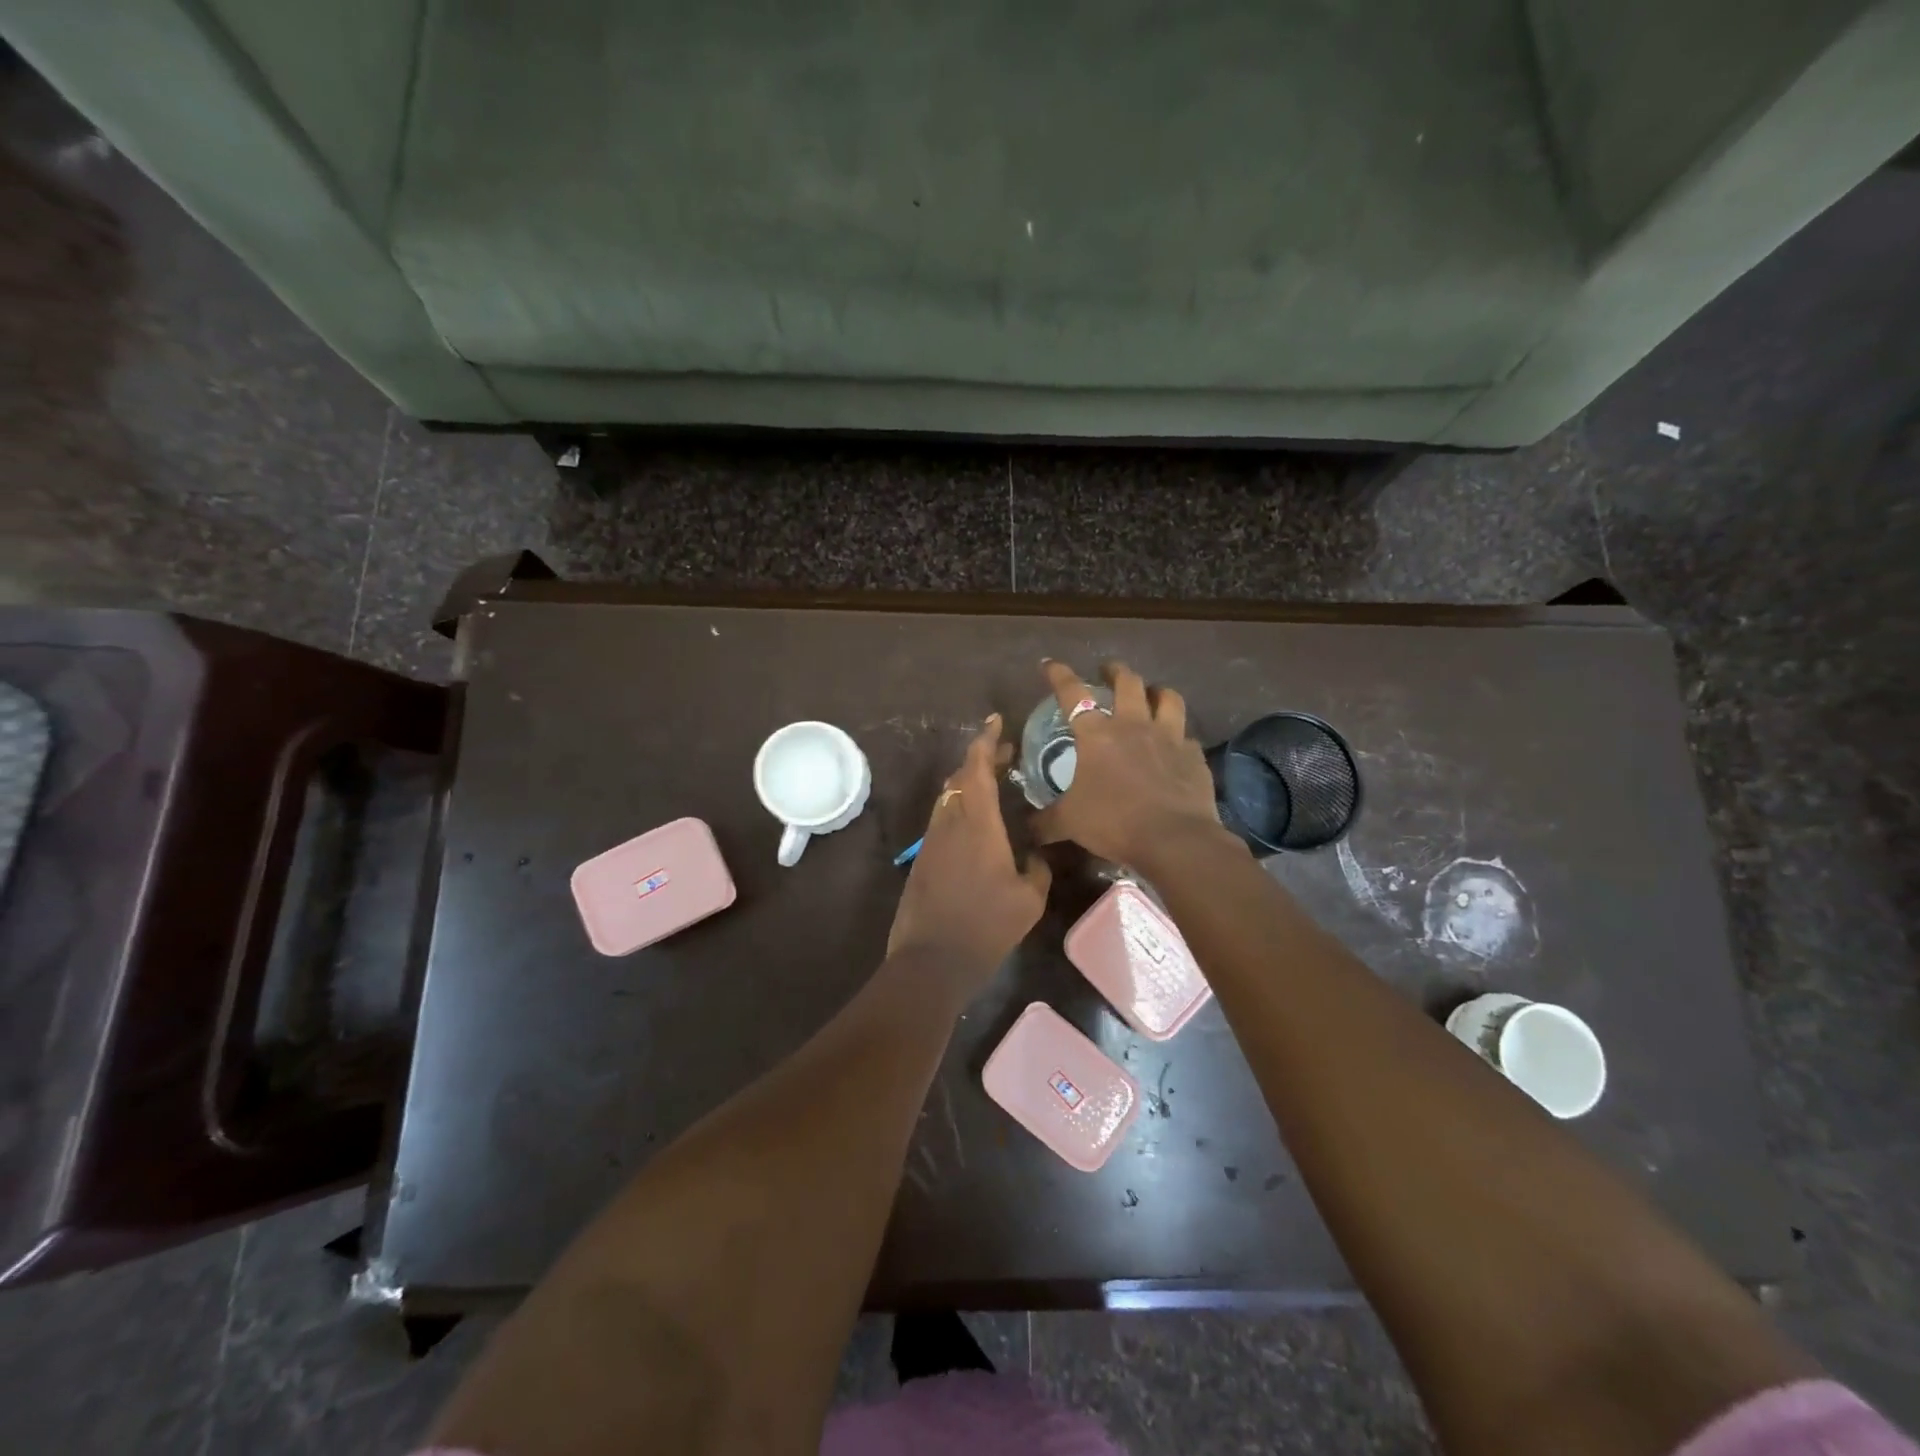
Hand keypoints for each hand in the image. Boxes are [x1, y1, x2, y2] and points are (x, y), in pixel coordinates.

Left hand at [887, 714, 1051, 995]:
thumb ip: (1036, 869)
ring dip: (969, 782)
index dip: (986, 739)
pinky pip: (943, 818)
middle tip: (1005, 752)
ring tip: (995, 783)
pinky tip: (979, 823)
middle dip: (981, 759)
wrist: (931, 959)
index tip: (995, 720)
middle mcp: (950, 821)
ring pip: (949, 797)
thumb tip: (1035, 855)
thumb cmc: (985, 926)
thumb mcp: (1028, 899)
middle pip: (960, 776)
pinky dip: (961, 806)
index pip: (977, 767)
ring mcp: (932, 840)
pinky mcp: (923, 858)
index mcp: (977, 822)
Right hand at [1032, 659, 1224, 864]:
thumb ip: (1045, 821)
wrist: (1172, 838)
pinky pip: (1186, 736)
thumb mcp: (1069, 823)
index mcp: (1097, 735)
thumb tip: (1026, 828)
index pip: (1072, 693)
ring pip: (1167, 698)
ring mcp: (1169, 737)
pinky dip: (1178, 735)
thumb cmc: (1113, 822)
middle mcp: (1133, 725)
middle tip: (1108, 671)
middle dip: (1115, 671)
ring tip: (1151, 693)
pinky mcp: (1194, 756)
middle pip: (1127, 682)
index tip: (1050, 665)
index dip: (1059, 675)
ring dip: (1156, 691)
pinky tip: (1175, 744)